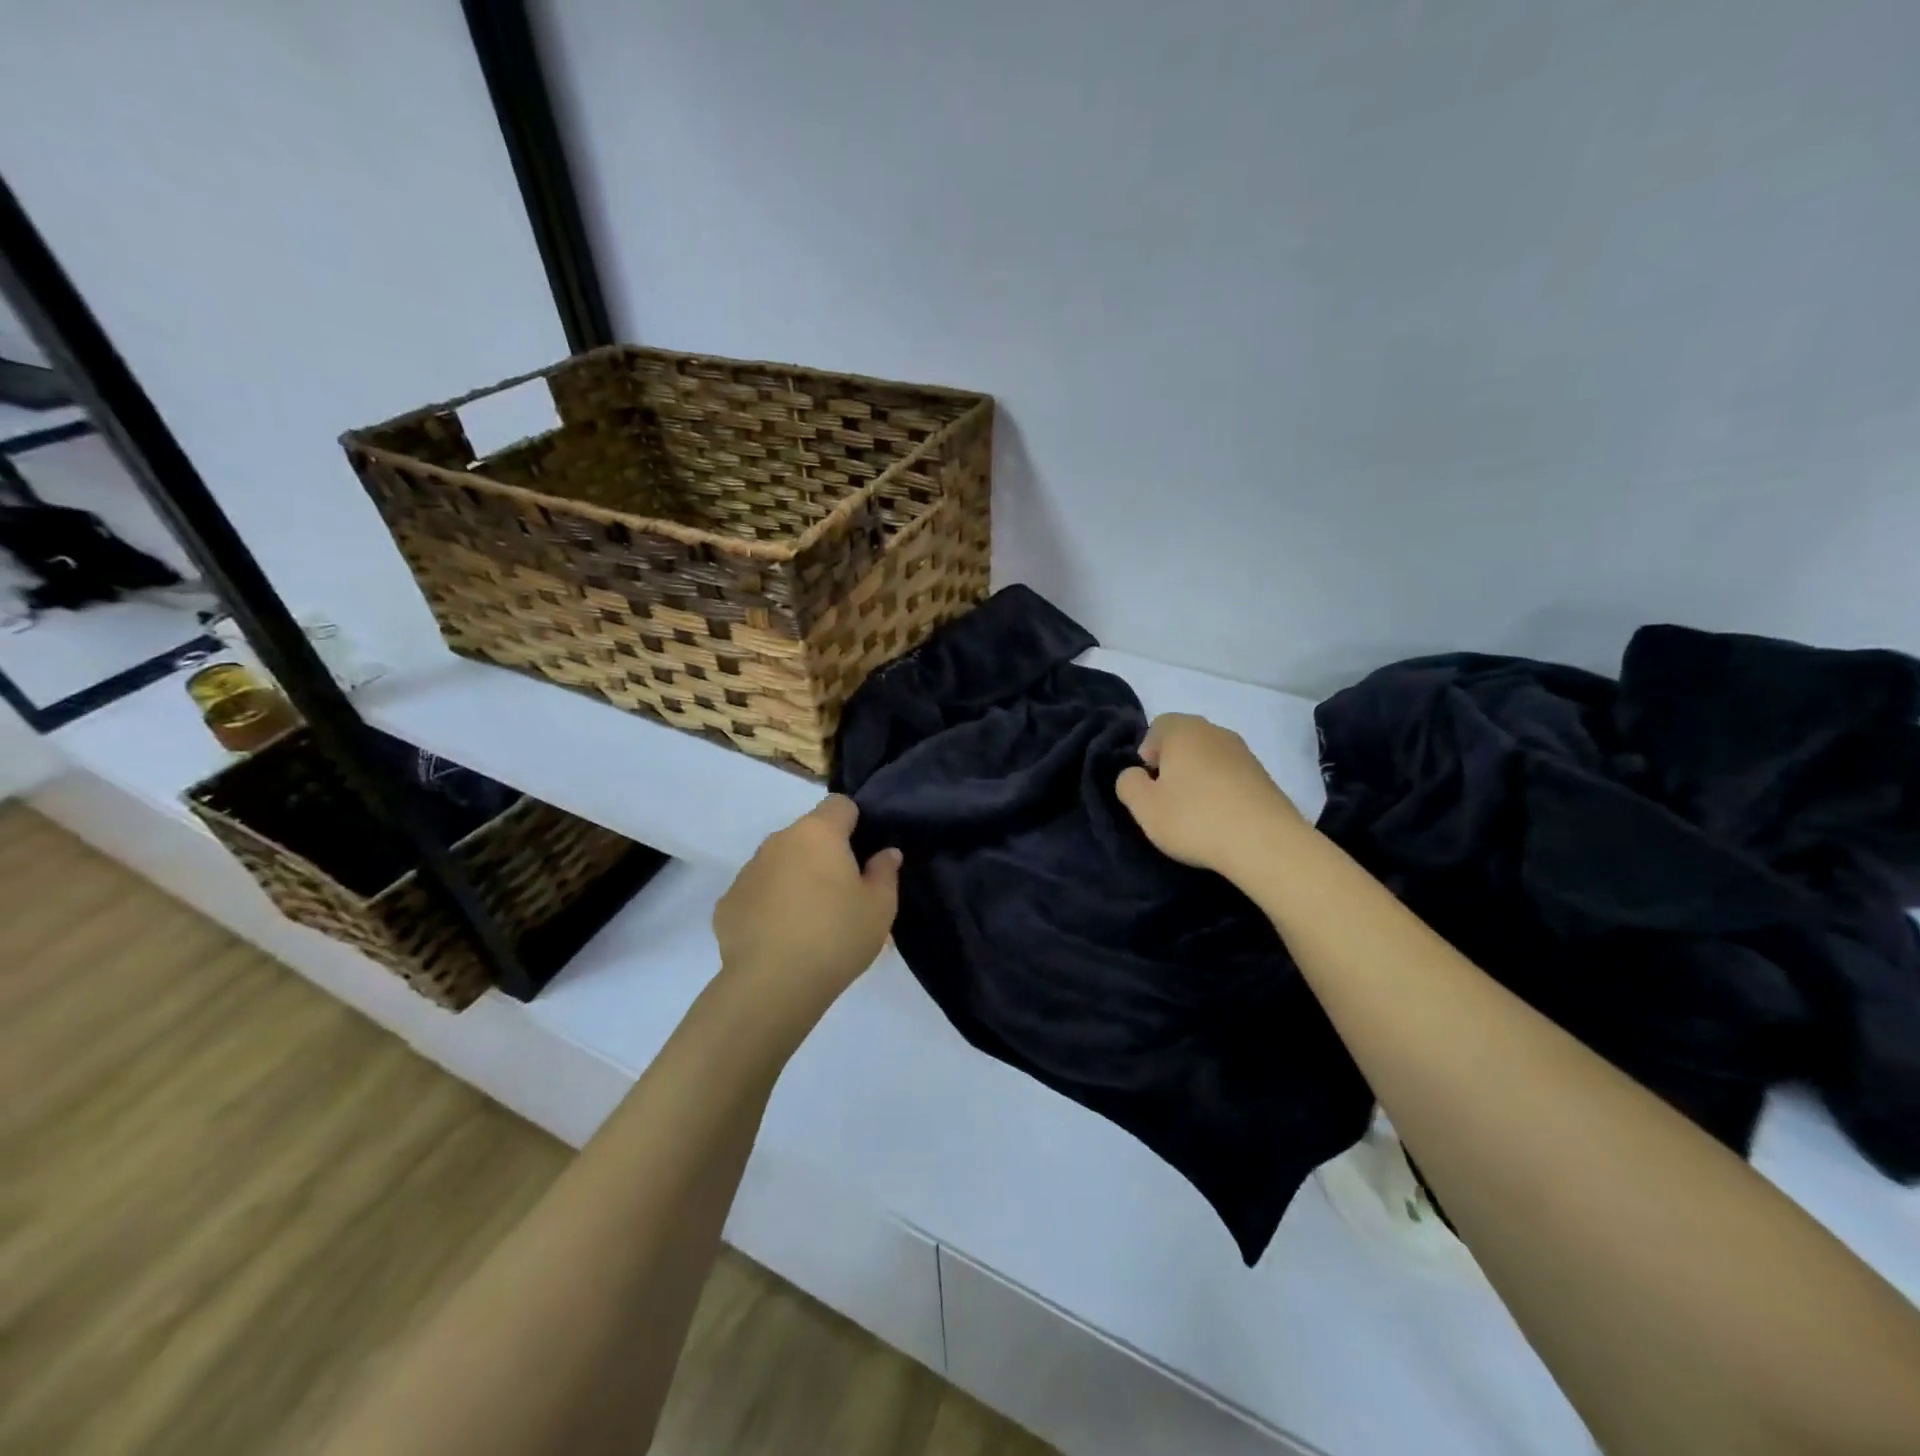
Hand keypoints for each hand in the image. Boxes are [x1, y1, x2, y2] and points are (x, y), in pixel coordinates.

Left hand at [713, 795, 901, 1024]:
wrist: (772, 985)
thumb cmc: (836, 936)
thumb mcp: (880, 907)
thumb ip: (885, 872)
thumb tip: (885, 853)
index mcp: (818, 833)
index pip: (839, 804)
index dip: (854, 823)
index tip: (863, 854)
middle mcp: (778, 841)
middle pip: (808, 834)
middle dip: (824, 854)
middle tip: (841, 893)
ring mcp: (748, 871)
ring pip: (779, 862)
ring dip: (795, 878)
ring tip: (809, 920)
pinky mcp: (727, 903)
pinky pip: (756, 892)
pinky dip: (769, 905)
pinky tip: (780, 937)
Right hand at [1115, 713, 1308, 881]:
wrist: (1266, 844)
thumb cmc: (1195, 819)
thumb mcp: (1144, 807)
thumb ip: (1128, 783)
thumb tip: (1135, 774)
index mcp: (1183, 730)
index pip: (1157, 726)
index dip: (1147, 753)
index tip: (1149, 785)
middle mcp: (1215, 732)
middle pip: (1185, 740)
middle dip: (1172, 765)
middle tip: (1168, 799)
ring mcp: (1244, 753)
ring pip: (1209, 758)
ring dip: (1198, 778)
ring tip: (1196, 813)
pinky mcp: (1264, 777)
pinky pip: (1231, 776)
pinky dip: (1221, 791)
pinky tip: (1221, 819)